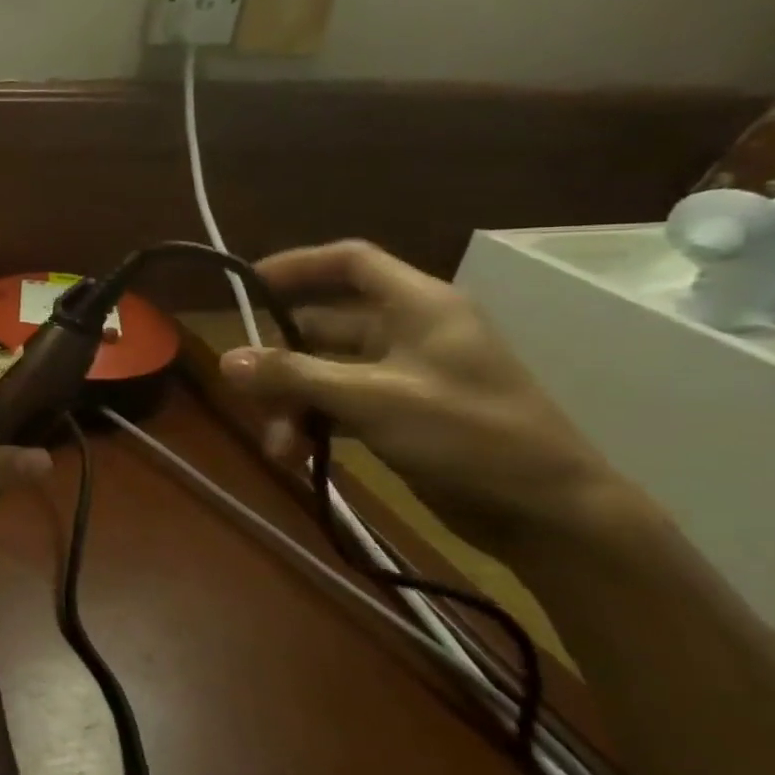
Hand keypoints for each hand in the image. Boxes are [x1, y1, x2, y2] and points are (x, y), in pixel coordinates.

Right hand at [219, 240, 625, 551]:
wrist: (549, 512)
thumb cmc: (467, 435)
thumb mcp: (370, 399)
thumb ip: (294, 376)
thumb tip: (225, 360)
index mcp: (417, 306)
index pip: (350, 262)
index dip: (297, 265)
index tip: (247, 285)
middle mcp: (408, 331)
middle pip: (322, 327)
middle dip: (282, 362)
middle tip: (250, 396)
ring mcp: (404, 375)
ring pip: (325, 372)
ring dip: (293, 403)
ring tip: (279, 447)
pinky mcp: (402, 414)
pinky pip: (340, 405)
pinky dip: (315, 424)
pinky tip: (297, 456)